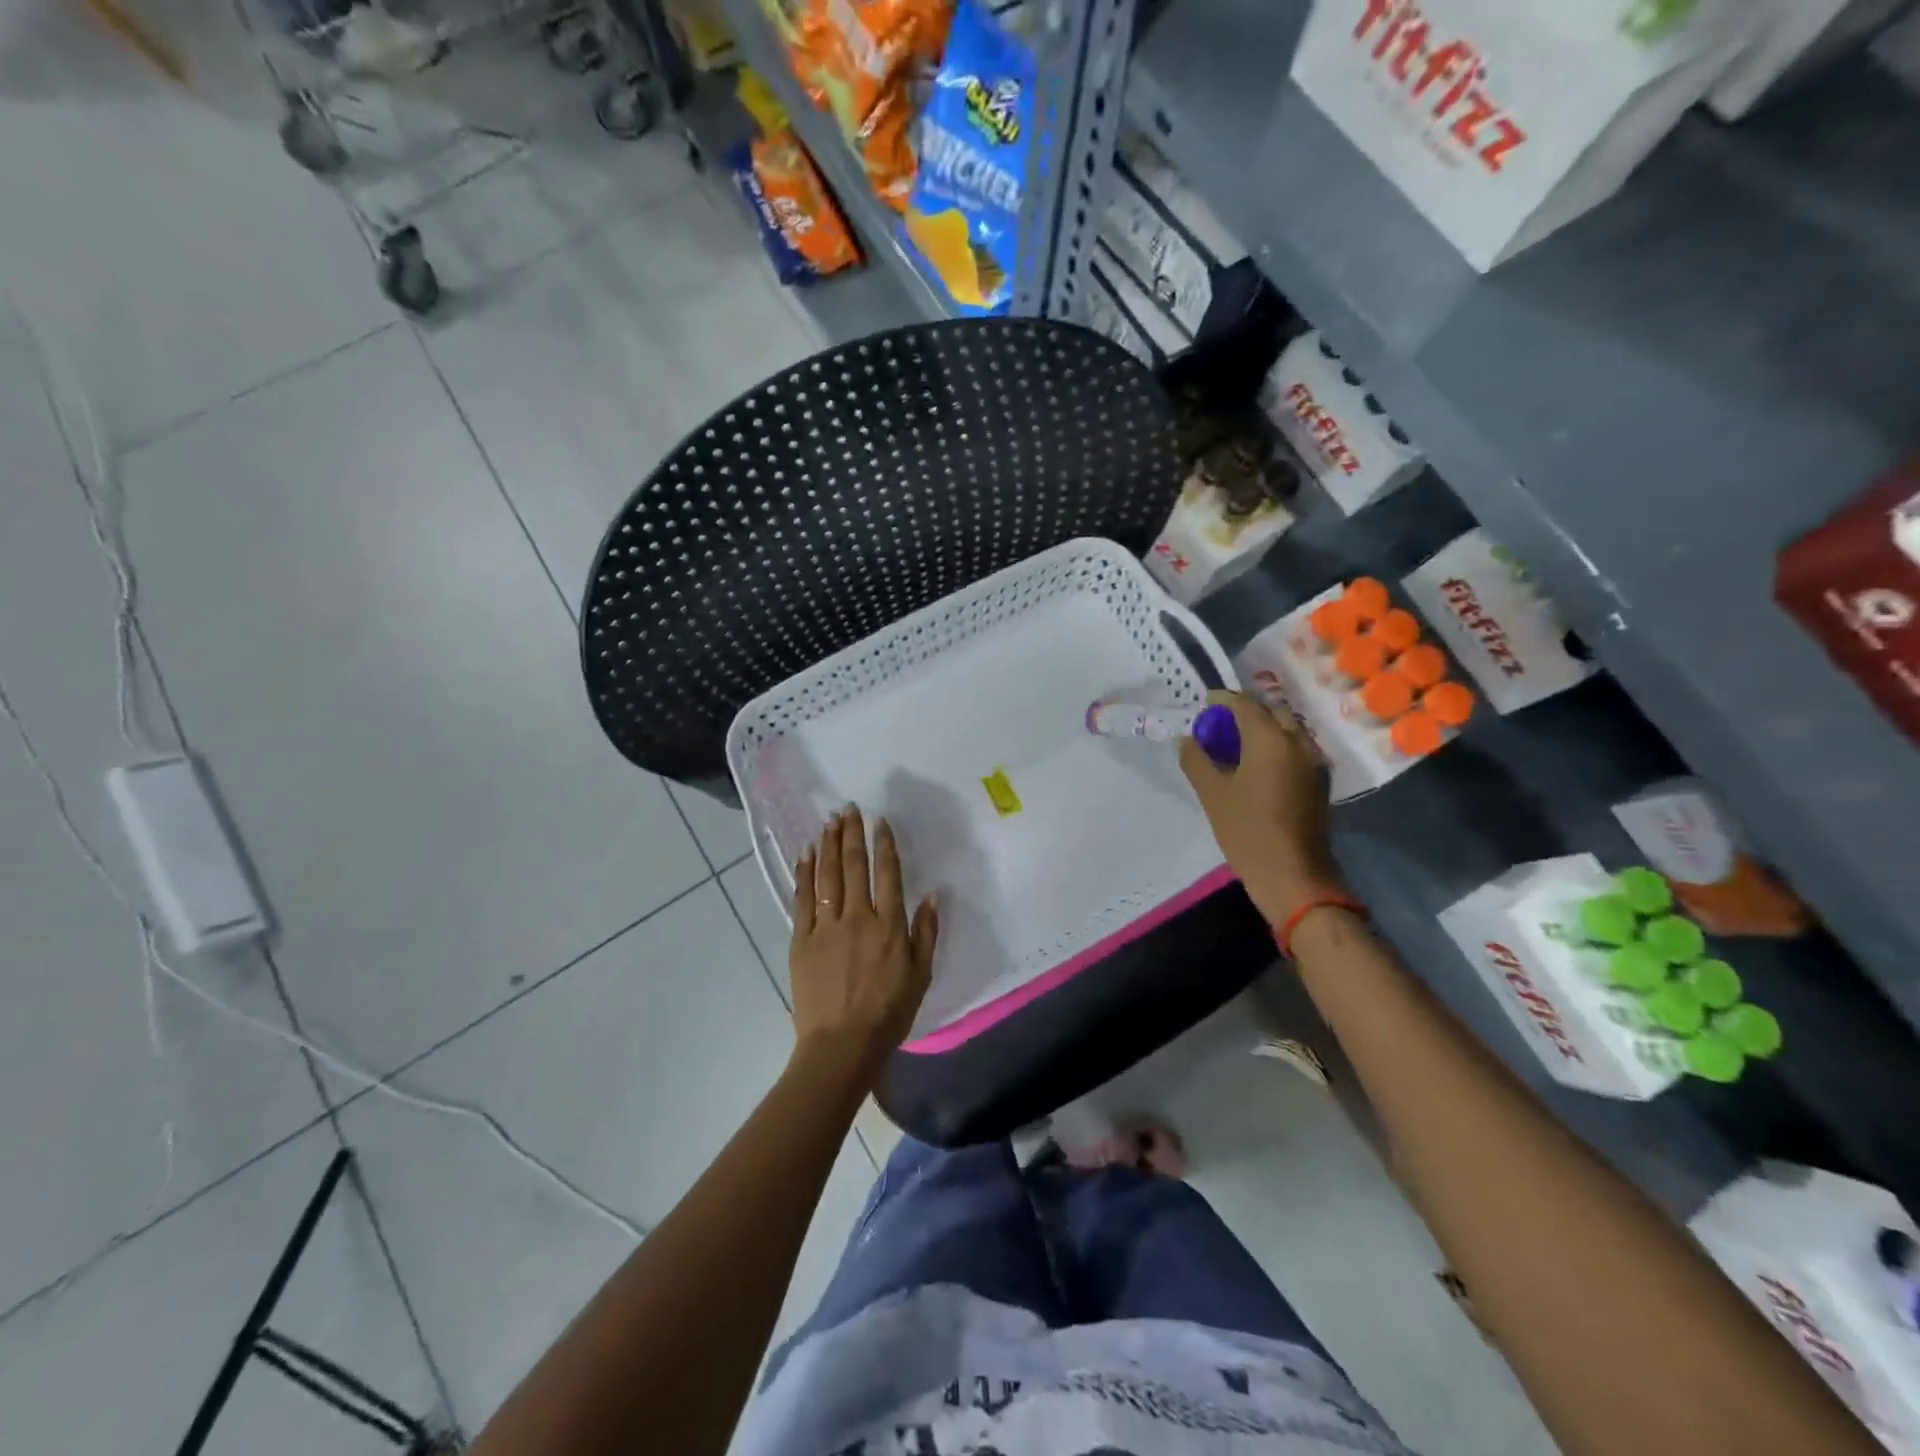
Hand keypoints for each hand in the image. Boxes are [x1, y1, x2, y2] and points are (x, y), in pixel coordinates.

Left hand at [788, 807, 937, 1080]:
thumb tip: (932, 895)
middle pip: (854, 866)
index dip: (884, 845)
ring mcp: (826, 926)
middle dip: (853, 834)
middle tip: (849, 809)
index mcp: (889, 925)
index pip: (887, 874)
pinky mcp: (802, 939)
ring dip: (829, 845)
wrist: (841, 1045)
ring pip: (828, 875)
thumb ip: (925, 933)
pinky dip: (805, 873)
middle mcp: (857, 917)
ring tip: (829, 821)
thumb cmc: (888, 1013)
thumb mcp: (921, 976)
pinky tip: (806, 854)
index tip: (880, 822)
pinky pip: (803, 898)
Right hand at [1179, 690, 1344, 924]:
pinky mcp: (1317, 780)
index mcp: (1270, 739)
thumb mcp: (1212, 794)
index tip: (1203, 705)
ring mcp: (1312, 761)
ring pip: (1286, 729)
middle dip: (1245, 712)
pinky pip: (1295, 748)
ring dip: (1262, 728)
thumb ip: (1196, 760)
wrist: (1292, 874)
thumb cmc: (1247, 831)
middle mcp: (1297, 741)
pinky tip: (1255, 764)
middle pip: (1271, 711)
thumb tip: (1186, 739)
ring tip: (1235, 745)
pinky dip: (1275, 745)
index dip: (1221, 701)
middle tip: (1219, 726)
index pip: (1244, 704)